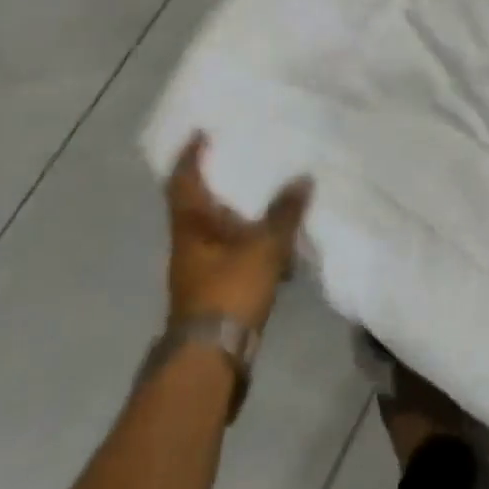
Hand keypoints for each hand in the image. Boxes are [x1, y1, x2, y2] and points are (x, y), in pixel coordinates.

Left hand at [165, 133, 311, 329]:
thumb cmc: (230, 290)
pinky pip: (235, 249)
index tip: (203, 132)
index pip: (184, 180)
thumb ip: (284, 212)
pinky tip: (280, 238)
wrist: (212, 356)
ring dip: (240, 211)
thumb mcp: (264, 246)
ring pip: (219, 228)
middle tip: (244, 155)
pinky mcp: (217, 286)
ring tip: (271, 192)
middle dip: (220, 180)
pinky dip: (253, 238)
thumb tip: (303, 178)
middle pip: (199, 203)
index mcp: (192, 225)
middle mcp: (190, 241)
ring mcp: (201, 266)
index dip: (191, 155)